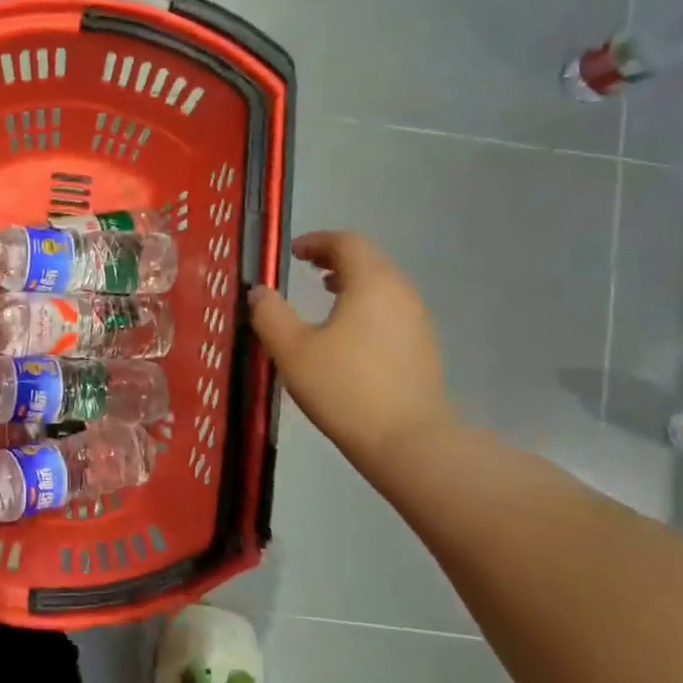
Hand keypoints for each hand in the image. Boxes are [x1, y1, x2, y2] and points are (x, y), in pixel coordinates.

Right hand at [249, 231, 456, 466]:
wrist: (408, 441)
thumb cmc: (345, 388)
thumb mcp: (292, 351)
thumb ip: (270, 315)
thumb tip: (259, 291)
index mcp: (371, 282)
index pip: (346, 241)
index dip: (316, 241)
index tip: (292, 252)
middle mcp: (400, 291)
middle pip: (367, 259)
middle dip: (334, 258)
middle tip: (306, 269)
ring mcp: (417, 320)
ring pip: (381, 285)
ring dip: (352, 282)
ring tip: (325, 296)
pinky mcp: (422, 347)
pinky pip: (390, 309)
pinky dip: (366, 305)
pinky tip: (348, 334)